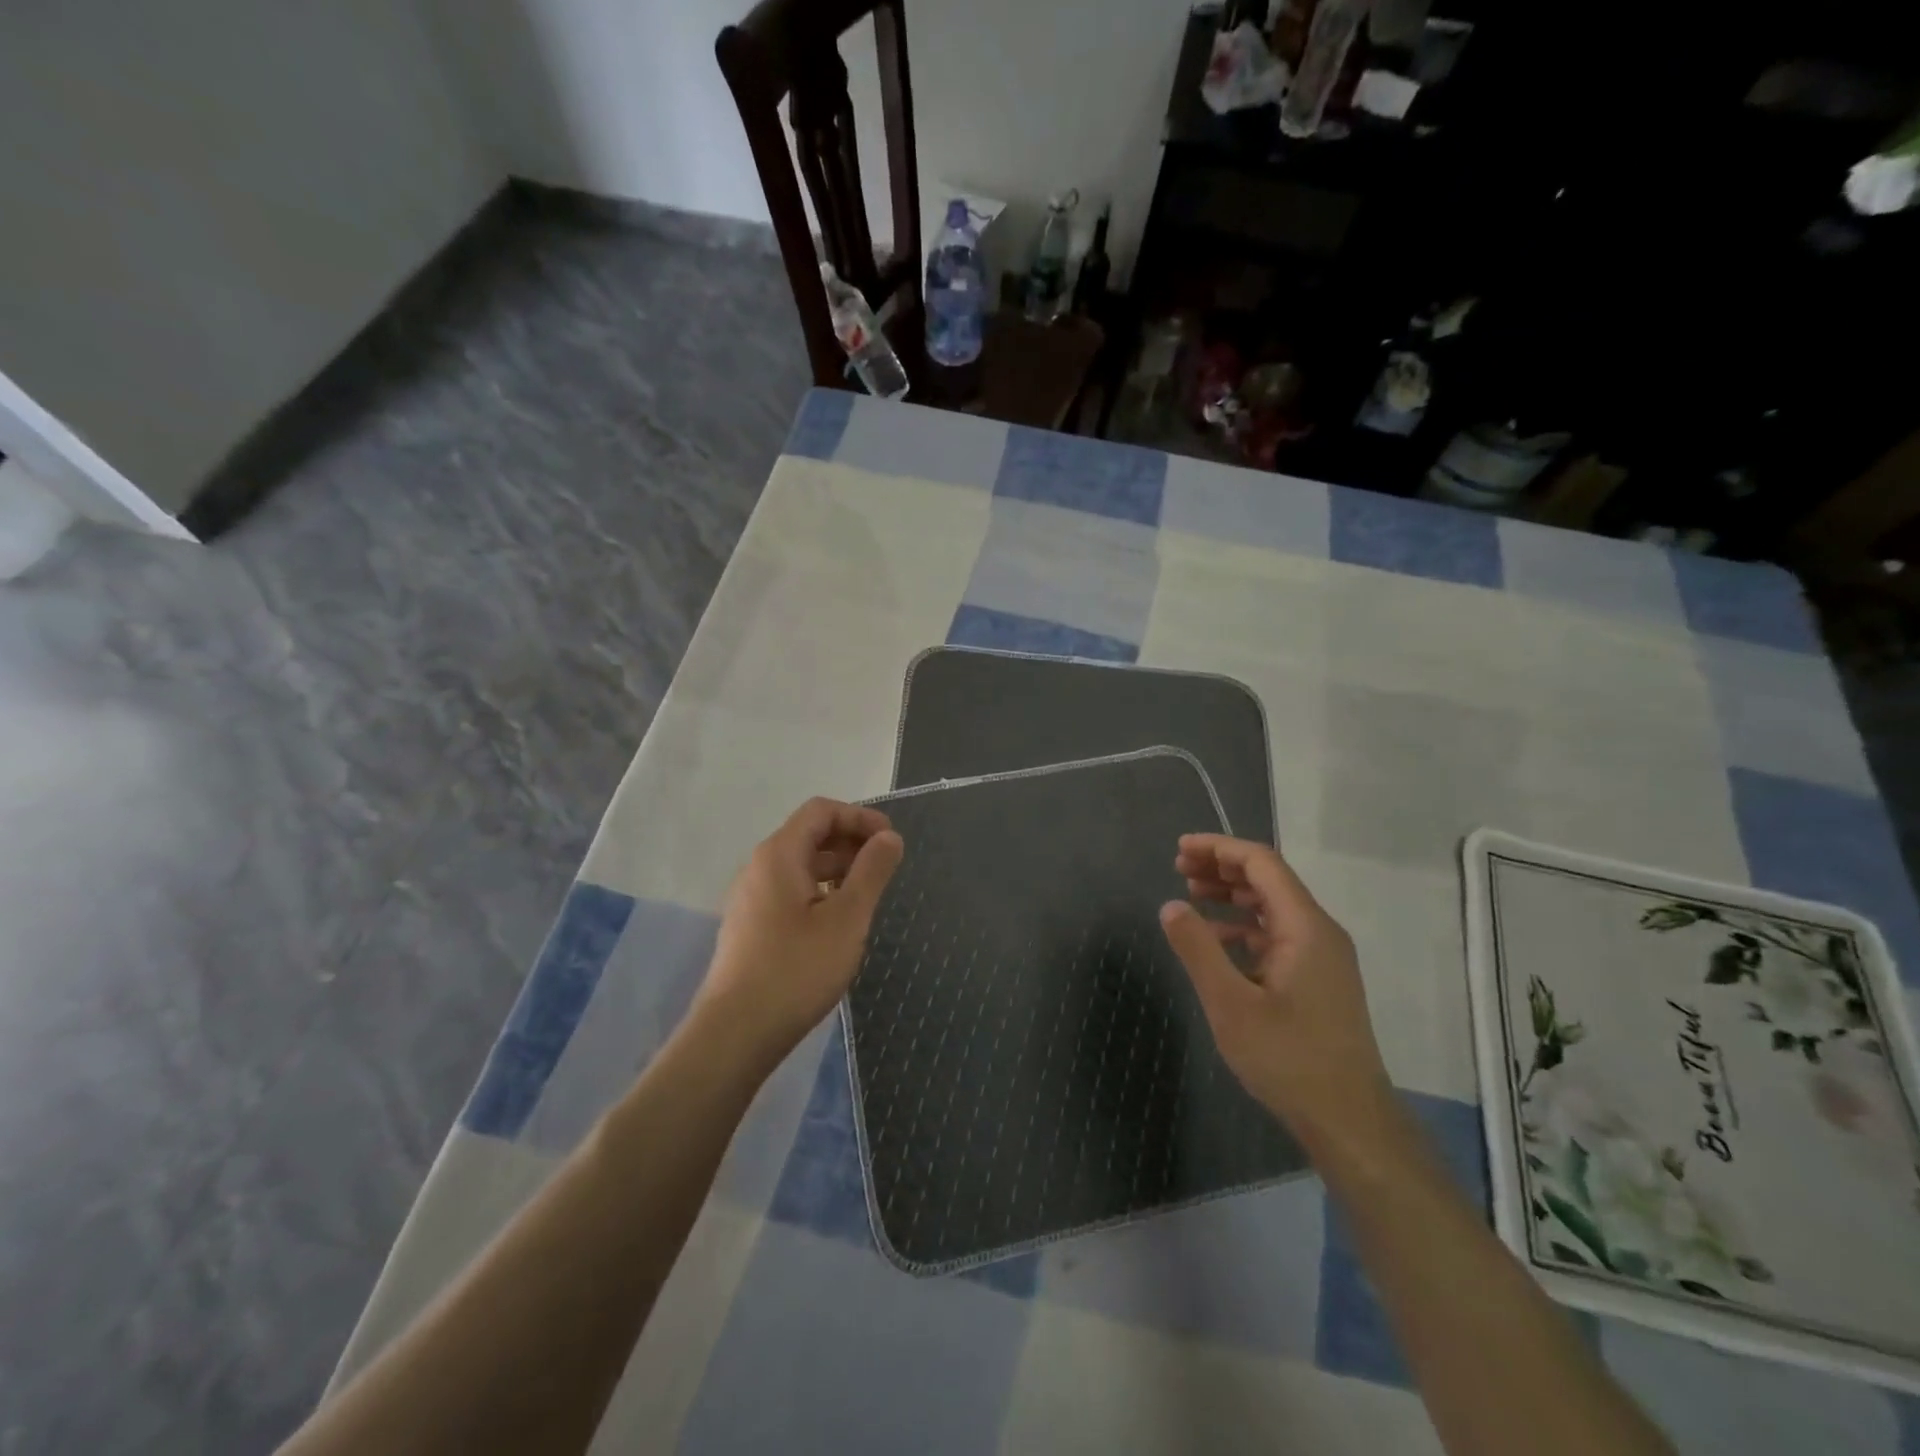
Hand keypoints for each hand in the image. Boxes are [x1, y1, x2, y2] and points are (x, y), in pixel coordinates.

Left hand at [693, 797, 904, 1067]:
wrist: (735, 1033)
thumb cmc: (797, 969)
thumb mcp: (847, 918)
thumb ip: (872, 871)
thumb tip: (889, 837)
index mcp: (779, 854)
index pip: (821, 811)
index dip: (860, 817)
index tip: (891, 841)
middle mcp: (759, 867)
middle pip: (809, 835)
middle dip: (851, 842)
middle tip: (885, 869)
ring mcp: (750, 898)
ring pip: (800, 866)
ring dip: (837, 869)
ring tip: (867, 897)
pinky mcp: (750, 927)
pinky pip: (789, 892)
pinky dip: (819, 892)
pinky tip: (837, 924)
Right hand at [1159, 834, 1397, 1158]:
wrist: (1349, 1122)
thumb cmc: (1289, 1058)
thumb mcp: (1230, 1003)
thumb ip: (1198, 949)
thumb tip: (1170, 905)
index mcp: (1305, 927)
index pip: (1262, 863)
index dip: (1220, 848)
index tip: (1181, 849)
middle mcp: (1318, 933)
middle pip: (1269, 880)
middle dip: (1223, 867)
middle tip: (1179, 867)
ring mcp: (1321, 958)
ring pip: (1272, 908)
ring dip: (1232, 895)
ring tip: (1191, 893)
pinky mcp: (1317, 981)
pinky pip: (1276, 936)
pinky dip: (1242, 927)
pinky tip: (1215, 940)